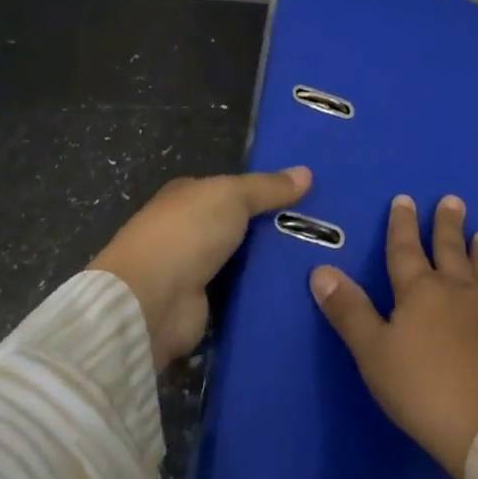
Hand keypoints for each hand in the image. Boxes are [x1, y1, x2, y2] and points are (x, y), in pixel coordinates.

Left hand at [91, 167, 311, 368]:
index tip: (308, 198)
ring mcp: (194, 270)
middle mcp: (189, 230)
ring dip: (272, 265)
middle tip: (326, 234)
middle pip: (242, 226)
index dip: (268, 191)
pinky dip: (262, 294)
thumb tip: (307, 172)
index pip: (234, 189)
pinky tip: (298, 293)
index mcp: (189, 196)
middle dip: (276, 230)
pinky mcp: (202, 306)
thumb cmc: (187, 233)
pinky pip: (241, 295)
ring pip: (244, 262)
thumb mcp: (232, 196)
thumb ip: (268, 187)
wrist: (150, 302)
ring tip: (320, 264)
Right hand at [310, 195, 477, 478]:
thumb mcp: (374, 352)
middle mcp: (456, 290)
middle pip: (449, 250)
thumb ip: (349, 311)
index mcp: (419, 291)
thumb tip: (321, 269)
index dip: (402, 224)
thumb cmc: (424, 389)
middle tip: (453, 200)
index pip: (405, 249)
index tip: (404, 199)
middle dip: (447, 225)